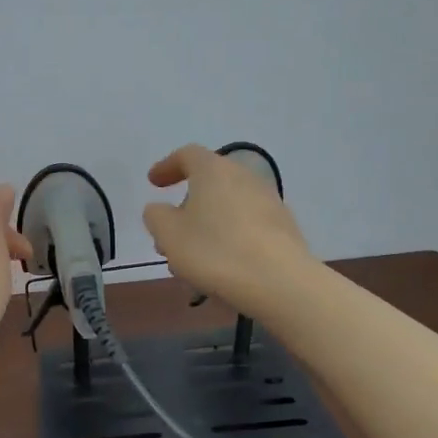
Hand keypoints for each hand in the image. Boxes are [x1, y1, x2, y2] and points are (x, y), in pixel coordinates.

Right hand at [142, 145, 313, 317]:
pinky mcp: (284, 227)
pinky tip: (220, 266)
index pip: (187, 155)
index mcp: (213, 170)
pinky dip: (228, 237)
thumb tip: (160, 209)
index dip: (167, 166)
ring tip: (192, 258)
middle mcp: (244, 177)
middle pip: (209, 183)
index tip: (153, 183)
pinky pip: (246, 226)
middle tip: (170, 231)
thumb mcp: (169, 235)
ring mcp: (269, 201)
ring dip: (207, 225)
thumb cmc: (215, 251)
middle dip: (186, 206)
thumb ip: (156, 216)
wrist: (279, 282)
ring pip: (227, 208)